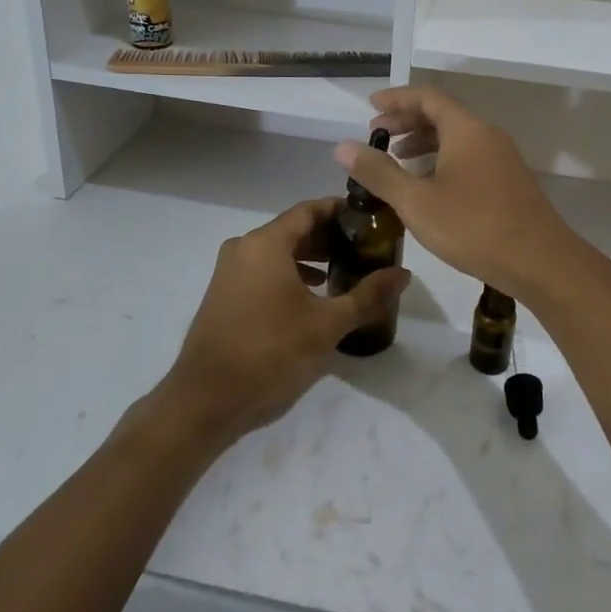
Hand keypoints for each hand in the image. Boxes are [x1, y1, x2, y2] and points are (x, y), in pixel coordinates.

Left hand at [159, 198, 408, 444]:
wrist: (206, 401)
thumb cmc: (270, 354)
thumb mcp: (326, 326)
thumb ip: (367, 295)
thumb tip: (404, 273)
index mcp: (266, 244)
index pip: (309, 210)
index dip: (340, 210)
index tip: (370, 219)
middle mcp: (244, 247)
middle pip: (293, 228)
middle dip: (329, 236)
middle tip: (365, 247)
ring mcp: (229, 271)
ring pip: (278, 251)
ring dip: (310, 256)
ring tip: (345, 270)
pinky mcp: (224, 294)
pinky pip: (263, 269)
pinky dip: (290, 273)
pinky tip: (313, 296)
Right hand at [334, 87, 595, 304]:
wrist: (541, 261)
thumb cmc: (474, 227)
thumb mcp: (417, 202)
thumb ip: (379, 172)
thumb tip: (343, 146)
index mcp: (466, 129)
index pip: (427, 97)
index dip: (396, 99)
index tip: (370, 107)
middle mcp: (487, 135)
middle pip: (443, 115)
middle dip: (407, 121)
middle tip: (377, 135)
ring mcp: (503, 158)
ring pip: (458, 137)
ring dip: (425, 142)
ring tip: (398, 159)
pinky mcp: (510, 181)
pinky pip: (470, 156)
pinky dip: (443, 159)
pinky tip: (430, 186)